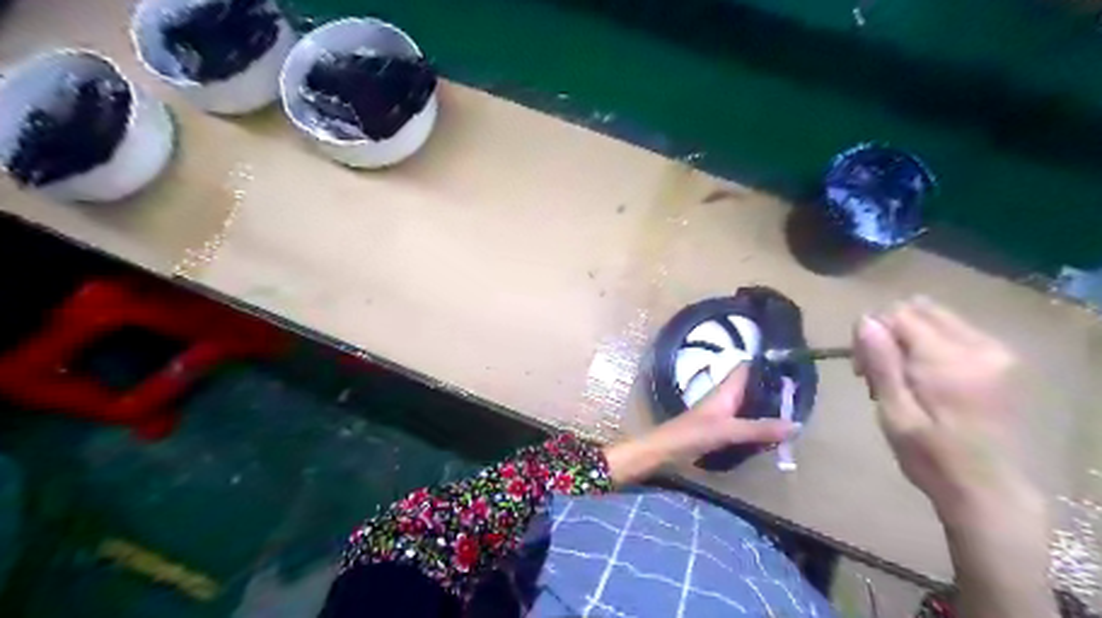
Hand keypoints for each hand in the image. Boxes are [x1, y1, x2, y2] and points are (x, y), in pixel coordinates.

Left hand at [608, 365, 796, 484]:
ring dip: (767, 406)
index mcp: (726, 390)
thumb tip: (796, 425)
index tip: (792, 364)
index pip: (747, 368)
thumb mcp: (727, 431)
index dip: (766, 364)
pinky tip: (772, 431)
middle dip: (773, 389)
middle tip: (803, 393)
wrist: (663, 451)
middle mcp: (725, 397)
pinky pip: (744, 420)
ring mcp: (722, 413)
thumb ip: (759, 429)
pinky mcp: (719, 428)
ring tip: (795, 411)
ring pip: (749, 404)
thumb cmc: (691, 434)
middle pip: (752, 387)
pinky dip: (759, 422)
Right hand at [852, 296, 1043, 526]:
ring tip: (900, 375)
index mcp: (949, 361)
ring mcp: (996, 352)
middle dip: (888, 330)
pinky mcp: (1002, 361)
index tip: (861, 369)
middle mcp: (979, 346)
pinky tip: (923, 376)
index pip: (898, 314)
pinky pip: (955, 331)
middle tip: (877, 370)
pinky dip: (930, 344)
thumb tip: (865, 321)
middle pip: (918, 308)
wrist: (988, 490)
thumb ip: (882, 363)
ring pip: (936, 317)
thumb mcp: (895, 414)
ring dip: (908, 337)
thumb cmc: (931, 458)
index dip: (871, 333)